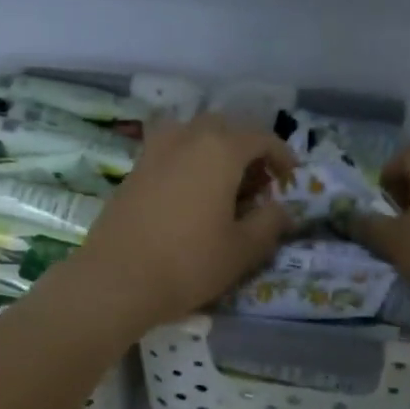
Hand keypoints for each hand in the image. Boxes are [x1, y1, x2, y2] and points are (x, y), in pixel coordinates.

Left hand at [64, 114, 294, 332]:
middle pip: (225, 128)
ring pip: (194, 135)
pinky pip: (172, 151)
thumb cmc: (189, 263)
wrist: (117, 280)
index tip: (291, 178)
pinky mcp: (134, 171)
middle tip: (260, 182)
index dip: (281, 156)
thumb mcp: (243, 250)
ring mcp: (155, 151)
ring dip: (216, 151)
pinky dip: (190, 162)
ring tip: (225, 184)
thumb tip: (282, 209)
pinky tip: (193, 195)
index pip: (261, 137)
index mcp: (219, 149)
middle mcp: (186, 137)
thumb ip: (269, 223)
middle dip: (248, 149)